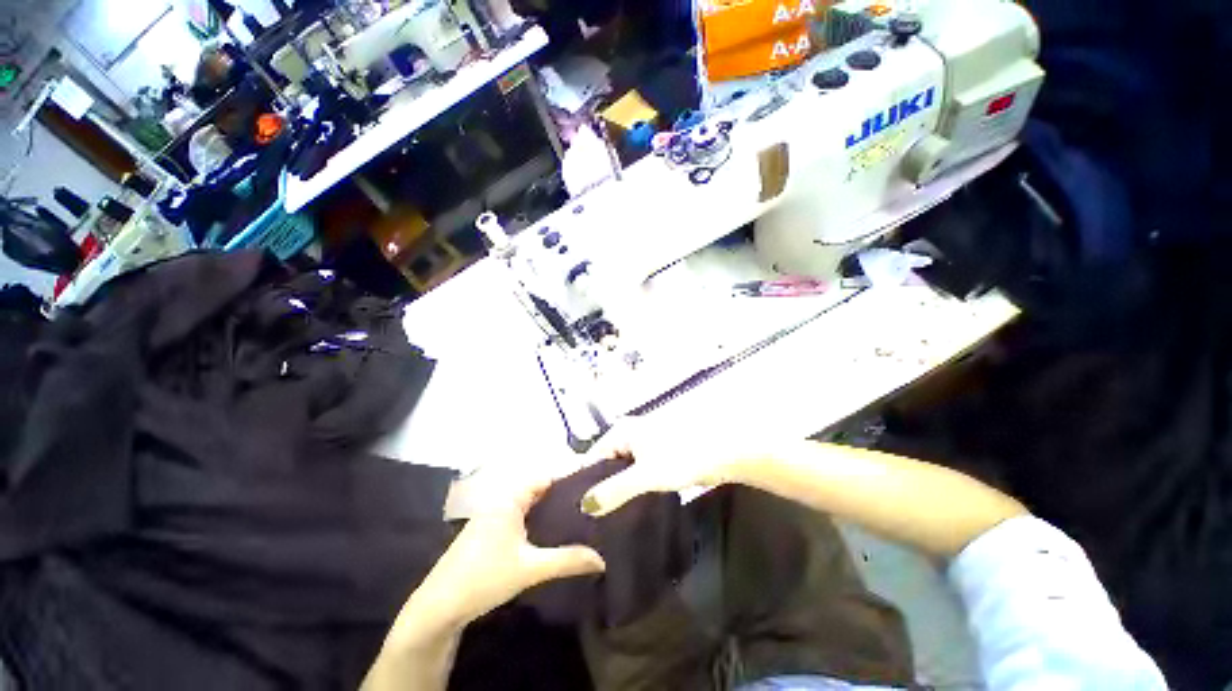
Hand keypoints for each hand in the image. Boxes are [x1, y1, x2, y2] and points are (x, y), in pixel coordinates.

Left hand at [399, 474, 606, 639]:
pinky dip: (540, 520)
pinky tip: (554, 533)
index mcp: (510, 499)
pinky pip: (523, 516)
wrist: (439, 607)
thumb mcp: (530, 569)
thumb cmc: (484, 578)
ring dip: (552, 508)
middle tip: (592, 500)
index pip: (546, 476)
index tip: (593, 481)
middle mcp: (503, 501)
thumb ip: (567, 561)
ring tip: (581, 514)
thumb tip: (602, 560)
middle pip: (540, 489)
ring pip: (531, 504)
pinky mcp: (492, 532)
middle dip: (564, 494)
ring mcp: (495, 516)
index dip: (569, 476)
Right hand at [580, 417, 766, 516]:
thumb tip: (584, 505)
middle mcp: (629, 433)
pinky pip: (637, 471)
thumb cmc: (681, 458)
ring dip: (617, 488)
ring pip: (622, 469)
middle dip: (600, 487)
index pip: (592, 457)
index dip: (583, 482)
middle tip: (590, 519)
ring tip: (606, 518)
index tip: (575, 510)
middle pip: (606, 462)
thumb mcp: (645, 475)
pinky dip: (632, 486)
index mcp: (622, 431)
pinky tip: (629, 506)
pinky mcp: (658, 455)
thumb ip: (614, 490)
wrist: (722, 453)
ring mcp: (644, 443)